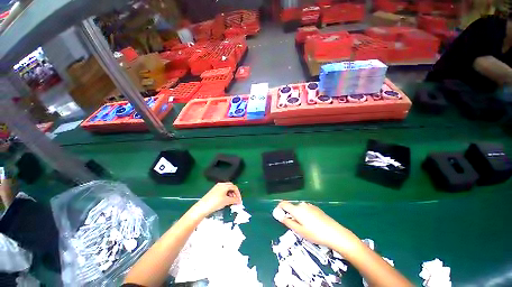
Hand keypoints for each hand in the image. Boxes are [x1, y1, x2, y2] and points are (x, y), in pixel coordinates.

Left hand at [193, 183, 241, 217]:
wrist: (202, 207)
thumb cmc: (215, 203)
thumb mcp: (227, 201)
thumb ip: (234, 200)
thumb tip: (239, 201)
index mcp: (224, 185)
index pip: (234, 187)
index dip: (238, 194)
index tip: (239, 201)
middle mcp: (221, 185)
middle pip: (231, 187)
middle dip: (234, 193)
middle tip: (236, 200)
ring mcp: (216, 187)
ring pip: (226, 189)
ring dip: (230, 194)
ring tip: (230, 201)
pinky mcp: (213, 191)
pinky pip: (222, 191)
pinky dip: (226, 195)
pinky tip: (225, 201)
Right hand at [277, 201, 360, 250]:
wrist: (335, 233)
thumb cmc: (315, 234)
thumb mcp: (300, 231)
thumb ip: (288, 222)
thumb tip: (279, 216)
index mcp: (297, 209)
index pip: (284, 204)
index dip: (279, 207)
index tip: (278, 214)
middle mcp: (302, 205)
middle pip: (292, 207)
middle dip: (290, 214)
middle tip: (293, 226)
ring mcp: (310, 206)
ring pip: (299, 209)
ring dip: (297, 215)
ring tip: (303, 227)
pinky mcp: (315, 208)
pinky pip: (305, 209)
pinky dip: (304, 214)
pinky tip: (311, 224)